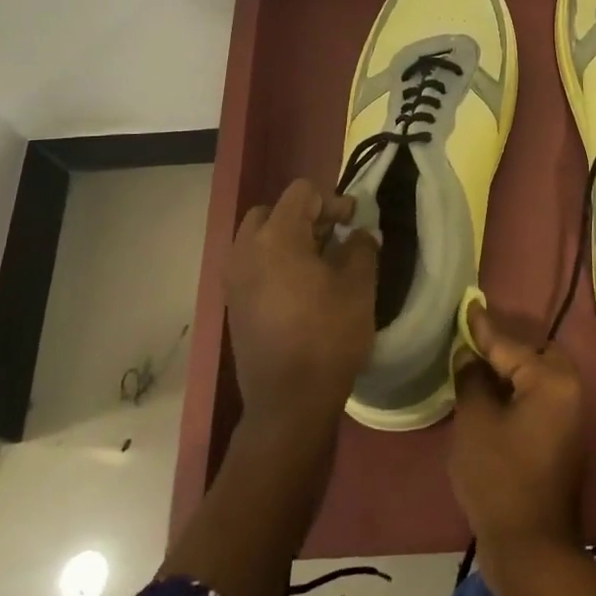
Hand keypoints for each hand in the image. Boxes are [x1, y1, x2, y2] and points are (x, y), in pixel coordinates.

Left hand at [224, 179, 377, 434]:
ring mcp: (234, 278)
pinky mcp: (233, 304)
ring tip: (319, 263)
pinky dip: (274, 263)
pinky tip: (301, 288)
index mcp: (276, 237)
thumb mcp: (359, 287)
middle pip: (272, 211)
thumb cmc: (328, 336)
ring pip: (258, 238)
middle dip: (304, 217)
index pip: (301, 193)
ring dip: (287, 240)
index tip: (353, 223)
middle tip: (332, 238)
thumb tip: (361, 234)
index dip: (332, 201)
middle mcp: (246, 250)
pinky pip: (252, 265)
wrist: (288, 402)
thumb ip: (362, 248)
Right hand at [450, 304, 585, 564]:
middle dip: (503, 346)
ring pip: (535, 376)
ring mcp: (568, 416)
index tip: (468, 303)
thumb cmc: (499, 477)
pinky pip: (537, 398)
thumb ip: (472, 379)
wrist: (531, 547)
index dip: (482, 326)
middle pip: (532, 354)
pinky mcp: (561, 439)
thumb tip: (469, 355)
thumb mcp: (475, 421)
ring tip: (475, 363)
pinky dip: (515, 391)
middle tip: (471, 339)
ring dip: (509, 370)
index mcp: (551, 379)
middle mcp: (568, 390)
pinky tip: (489, 395)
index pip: (509, 343)